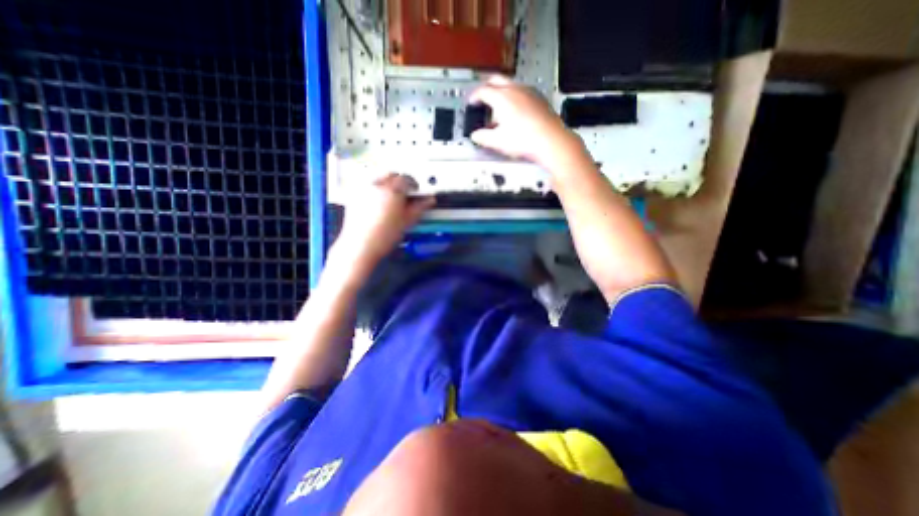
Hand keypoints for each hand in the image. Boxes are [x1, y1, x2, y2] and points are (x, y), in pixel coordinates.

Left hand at [337, 175, 433, 268]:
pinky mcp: (354, 195)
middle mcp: (377, 184)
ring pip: (379, 178)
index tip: (417, 192)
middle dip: (400, 181)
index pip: (407, 179)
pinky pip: (367, 185)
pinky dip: (375, 189)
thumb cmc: (385, 235)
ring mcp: (364, 189)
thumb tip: (429, 200)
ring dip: (387, 183)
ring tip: (391, 198)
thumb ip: (419, 207)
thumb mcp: (407, 221)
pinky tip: (377, 202)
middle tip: (405, 194)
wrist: (361, 245)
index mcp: (393, 190)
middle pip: (392, 174)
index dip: (414, 185)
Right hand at [467, 75, 587, 168]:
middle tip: (482, 97)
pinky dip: (514, 97)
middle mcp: (516, 90)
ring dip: (501, 92)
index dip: (474, 97)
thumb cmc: (527, 139)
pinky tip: (515, 111)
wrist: (551, 141)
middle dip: (487, 87)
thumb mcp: (498, 141)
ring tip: (498, 107)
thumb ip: (483, 137)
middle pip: (496, 80)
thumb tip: (476, 136)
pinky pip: (522, 92)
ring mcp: (529, 92)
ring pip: (511, 84)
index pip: (483, 91)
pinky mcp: (539, 99)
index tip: (472, 102)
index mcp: (502, 97)